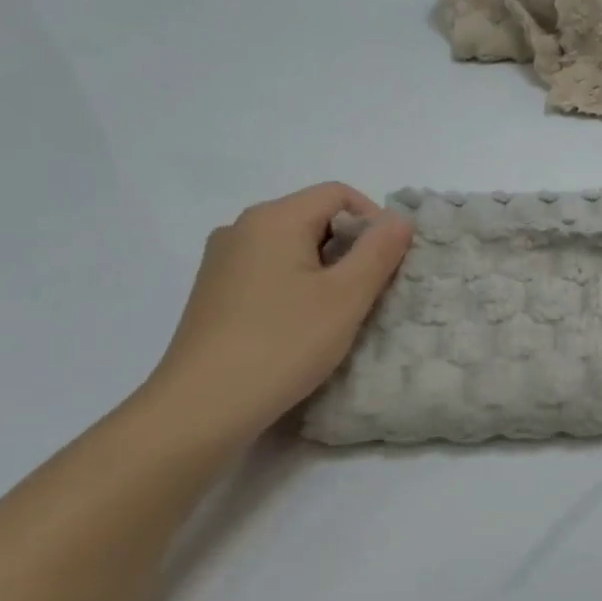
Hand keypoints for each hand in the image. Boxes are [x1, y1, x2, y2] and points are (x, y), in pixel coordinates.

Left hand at [142, 184, 411, 445]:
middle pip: (313, 218)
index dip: (374, 220)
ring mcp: (222, 262)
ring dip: (325, 271)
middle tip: (370, 294)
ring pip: (291, 248)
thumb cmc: (283, 344)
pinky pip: (268, 272)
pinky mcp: (214, 294)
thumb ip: (378, 251)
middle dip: (351, 248)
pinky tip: (301, 328)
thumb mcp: (346, 297)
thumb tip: (399, 218)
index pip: (338, 194)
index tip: (389, 264)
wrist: (202, 406)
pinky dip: (297, 287)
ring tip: (339, 315)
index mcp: (273, 218)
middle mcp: (241, 228)